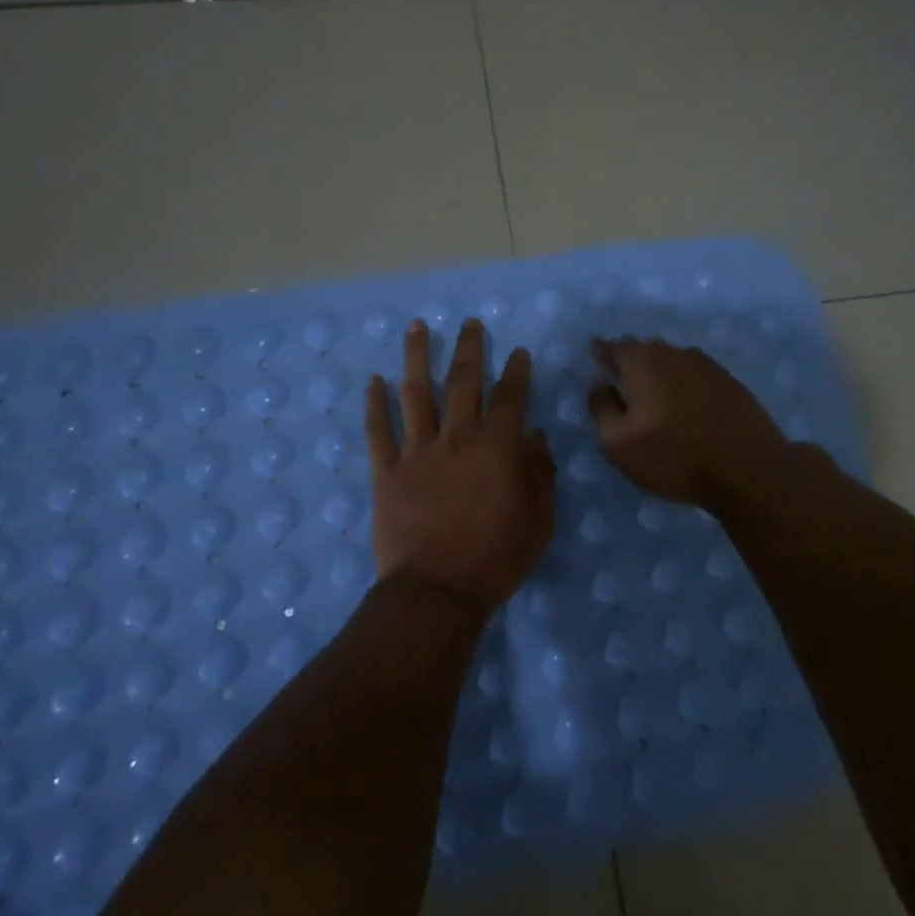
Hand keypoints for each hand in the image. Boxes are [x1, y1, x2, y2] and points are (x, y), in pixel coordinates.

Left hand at [365, 318, 555, 614]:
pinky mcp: (386, 472)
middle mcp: (457, 440)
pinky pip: (378, 431)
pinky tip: (374, 381)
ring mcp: (417, 453)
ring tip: (416, 327)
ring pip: (416, 394)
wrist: (436, 592)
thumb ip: (540, 474)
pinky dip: (375, 404)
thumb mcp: (538, 522)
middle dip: (468, 348)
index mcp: (497, 450)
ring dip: (416, 358)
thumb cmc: (495, 560)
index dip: (516, 372)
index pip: (510, 399)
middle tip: (469, 323)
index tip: (517, 351)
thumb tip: (535, 437)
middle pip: (463, 383)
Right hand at [588, 337, 789, 510]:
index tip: (595, 363)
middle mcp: (675, 353)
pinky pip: (696, 377)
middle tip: (622, 385)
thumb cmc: (674, 455)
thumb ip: (602, 408)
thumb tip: (600, 385)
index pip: (614, 347)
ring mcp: (707, 366)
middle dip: (631, 364)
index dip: (601, 354)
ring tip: (653, 399)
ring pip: (673, 362)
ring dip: (660, 375)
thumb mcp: (618, 443)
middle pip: (645, 350)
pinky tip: (685, 408)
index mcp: (643, 361)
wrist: (748, 469)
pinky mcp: (731, 383)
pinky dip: (684, 387)